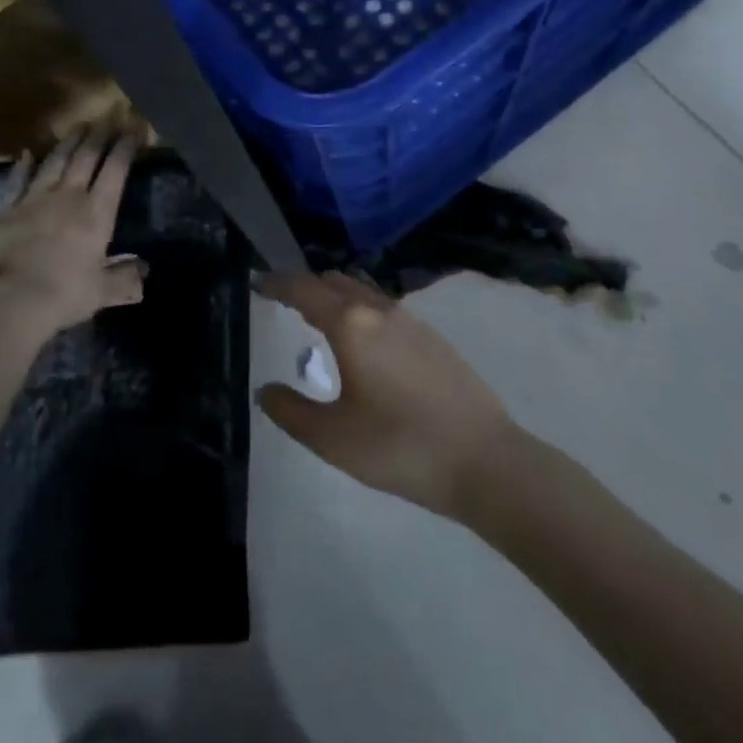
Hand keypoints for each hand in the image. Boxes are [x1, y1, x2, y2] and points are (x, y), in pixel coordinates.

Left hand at [0, 127, 143, 342]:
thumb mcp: (102, 292)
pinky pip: (18, 180)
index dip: (125, 148)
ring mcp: (35, 198)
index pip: (115, 171)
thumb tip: (144, 270)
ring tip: (78, 126)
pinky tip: (28, 153)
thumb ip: (125, 279)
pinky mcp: (8, 208)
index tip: (132, 128)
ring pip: (56, 161)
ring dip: (69, 142)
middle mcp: (69, 196)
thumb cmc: (64, 295)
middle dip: (99, 136)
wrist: (10, 299)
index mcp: (97, 214)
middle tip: (108, 118)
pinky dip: (24, 165)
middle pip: (86, 157)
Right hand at [258, 272, 516, 519]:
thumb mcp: (333, 438)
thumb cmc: (400, 447)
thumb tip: (266, 390)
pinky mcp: (433, 338)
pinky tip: (364, 343)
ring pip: (362, 291)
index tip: (258, 282)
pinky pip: (384, 307)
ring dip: (335, 296)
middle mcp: (379, 310)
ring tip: (320, 319)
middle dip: (305, 286)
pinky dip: (361, 310)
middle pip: (334, 282)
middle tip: (284, 303)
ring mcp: (411, 321)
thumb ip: (291, 411)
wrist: (485, 461)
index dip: (277, 283)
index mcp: (350, 324)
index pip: (304, 289)